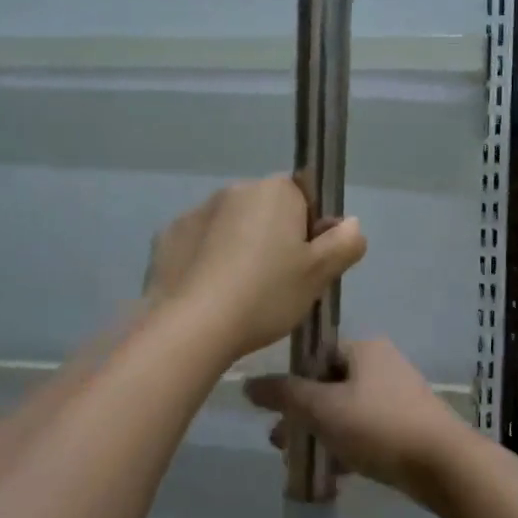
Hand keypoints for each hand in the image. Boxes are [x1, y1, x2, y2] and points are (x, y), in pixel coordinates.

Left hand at [148, 176, 365, 360]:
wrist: (192, 326)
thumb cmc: (266, 294)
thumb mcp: (319, 275)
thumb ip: (345, 243)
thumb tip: (350, 223)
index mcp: (275, 191)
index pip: (303, 198)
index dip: (309, 230)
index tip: (305, 264)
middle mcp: (234, 190)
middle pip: (265, 211)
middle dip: (273, 237)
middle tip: (277, 283)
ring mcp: (196, 211)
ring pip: (230, 227)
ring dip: (238, 247)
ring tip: (239, 293)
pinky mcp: (167, 237)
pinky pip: (198, 244)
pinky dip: (205, 260)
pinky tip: (208, 293)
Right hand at [244, 338, 471, 500]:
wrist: (443, 464)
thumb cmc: (377, 426)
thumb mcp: (323, 408)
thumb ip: (285, 395)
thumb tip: (248, 384)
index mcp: (365, 350)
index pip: (316, 356)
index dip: (292, 383)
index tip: (275, 413)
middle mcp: (383, 365)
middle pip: (329, 386)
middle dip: (302, 416)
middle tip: (279, 445)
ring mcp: (399, 396)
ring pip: (347, 412)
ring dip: (321, 435)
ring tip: (300, 466)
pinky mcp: (409, 426)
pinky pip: (367, 432)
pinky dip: (347, 448)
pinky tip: (334, 477)